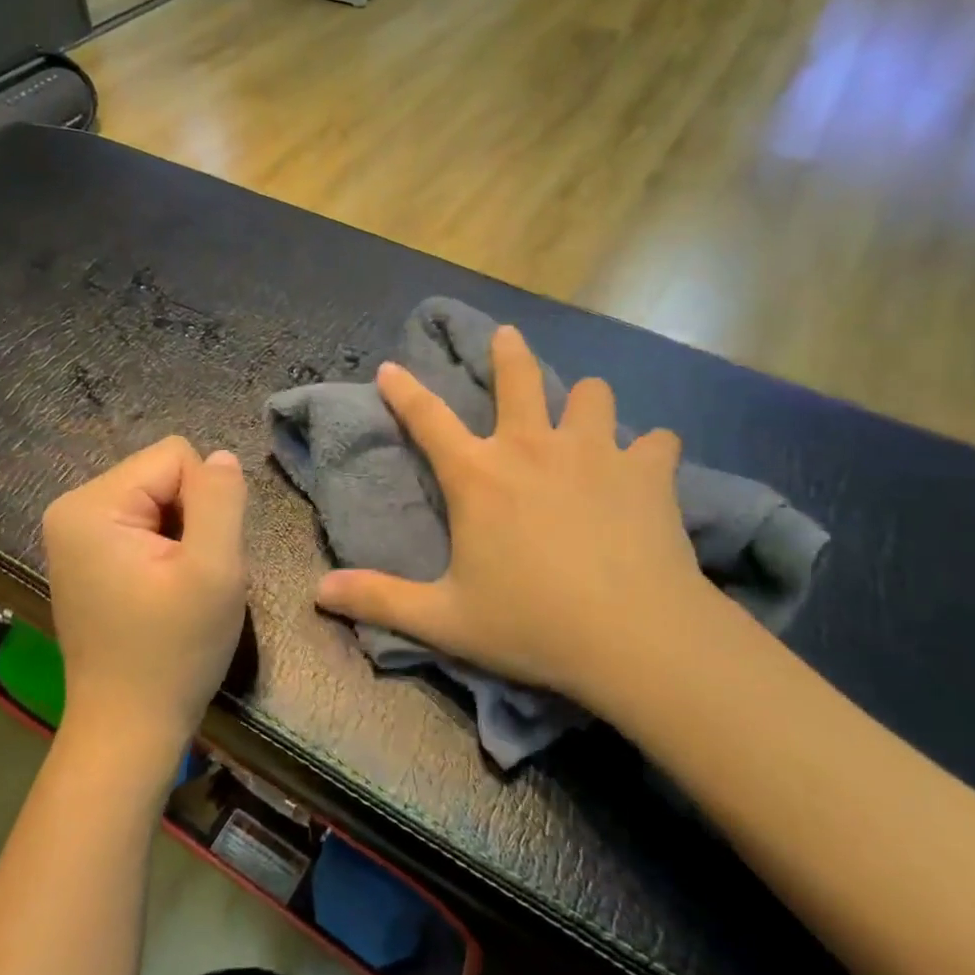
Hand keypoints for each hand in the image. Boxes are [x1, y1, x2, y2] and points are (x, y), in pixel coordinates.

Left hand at [43, 437, 248, 769]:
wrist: (129, 729)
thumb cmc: (173, 653)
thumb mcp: (215, 571)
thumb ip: (222, 500)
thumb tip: (222, 457)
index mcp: (91, 504)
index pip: (176, 456)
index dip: (207, 502)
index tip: (199, 558)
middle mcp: (72, 507)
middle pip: (164, 474)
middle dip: (192, 518)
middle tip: (190, 578)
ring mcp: (74, 533)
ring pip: (159, 498)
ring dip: (182, 535)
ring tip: (176, 587)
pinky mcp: (86, 555)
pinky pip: (143, 522)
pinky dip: (165, 550)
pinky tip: (161, 591)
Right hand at [316, 326, 726, 711]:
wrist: (635, 637)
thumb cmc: (532, 624)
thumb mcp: (446, 620)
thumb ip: (380, 600)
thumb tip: (319, 592)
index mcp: (479, 476)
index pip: (427, 418)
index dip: (404, 390)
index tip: (391, 367)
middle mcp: (533, 447)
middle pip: (518, 377)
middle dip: (508, 352)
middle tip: (506, 336)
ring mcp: (595, 452)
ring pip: (592, 394)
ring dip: (584, 401)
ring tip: (585, 415)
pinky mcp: (648, 471)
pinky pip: (656, 441)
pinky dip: (649, 451)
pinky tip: (650, 467)